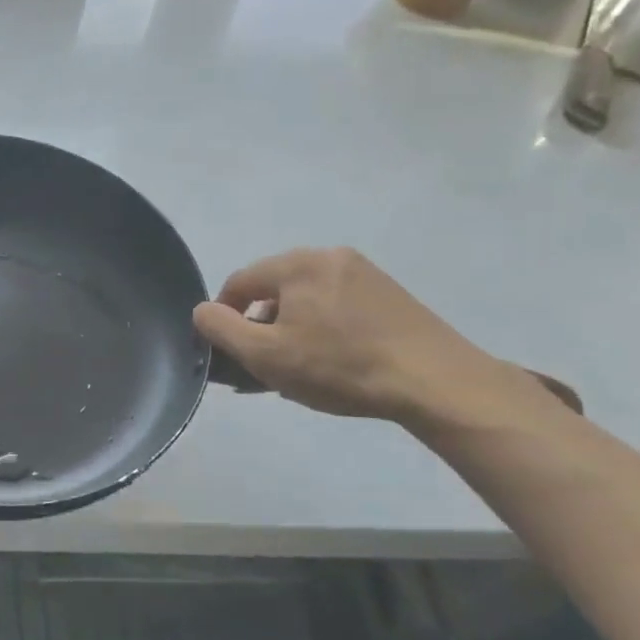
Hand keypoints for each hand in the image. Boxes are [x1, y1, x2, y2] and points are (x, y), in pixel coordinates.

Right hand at [192, 247, 538, 425]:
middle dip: (260, 326)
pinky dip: (322, 328)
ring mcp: (365, 272)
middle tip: (265, 367)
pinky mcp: (390, 293)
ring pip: (305, 299)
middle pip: (273, 289)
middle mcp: (329, 256)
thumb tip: (202, 311)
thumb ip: (221, 328)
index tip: (230, 354)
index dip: (223, 318)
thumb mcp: (265, 355)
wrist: (437, 383)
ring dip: (291, 329)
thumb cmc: (340, 367)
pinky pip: (336, 305)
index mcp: (297, 264)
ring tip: (299, 369)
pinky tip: (332, 361)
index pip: (238, 283)